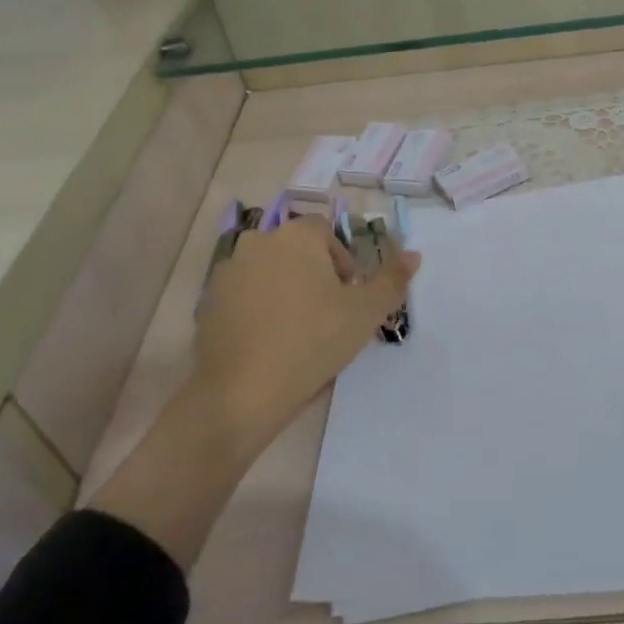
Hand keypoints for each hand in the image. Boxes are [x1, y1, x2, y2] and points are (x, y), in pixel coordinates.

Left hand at [93, 214, 418, 568]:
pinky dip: (259, 309)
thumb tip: (414, 255)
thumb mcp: (365, 312)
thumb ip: (392, 279)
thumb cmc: (312, 341)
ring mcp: (228, 272)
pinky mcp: (209, 303)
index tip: (348, 296)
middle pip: (296, 249)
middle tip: (328, 314)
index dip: (343, 260)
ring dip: (286, 290)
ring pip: (269, 272)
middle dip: (315, 274)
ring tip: (299, 331)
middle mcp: (258, 242)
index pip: (326, 231)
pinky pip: (244, 296)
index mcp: (295, 236)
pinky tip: (270, 343)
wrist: (242, 392)